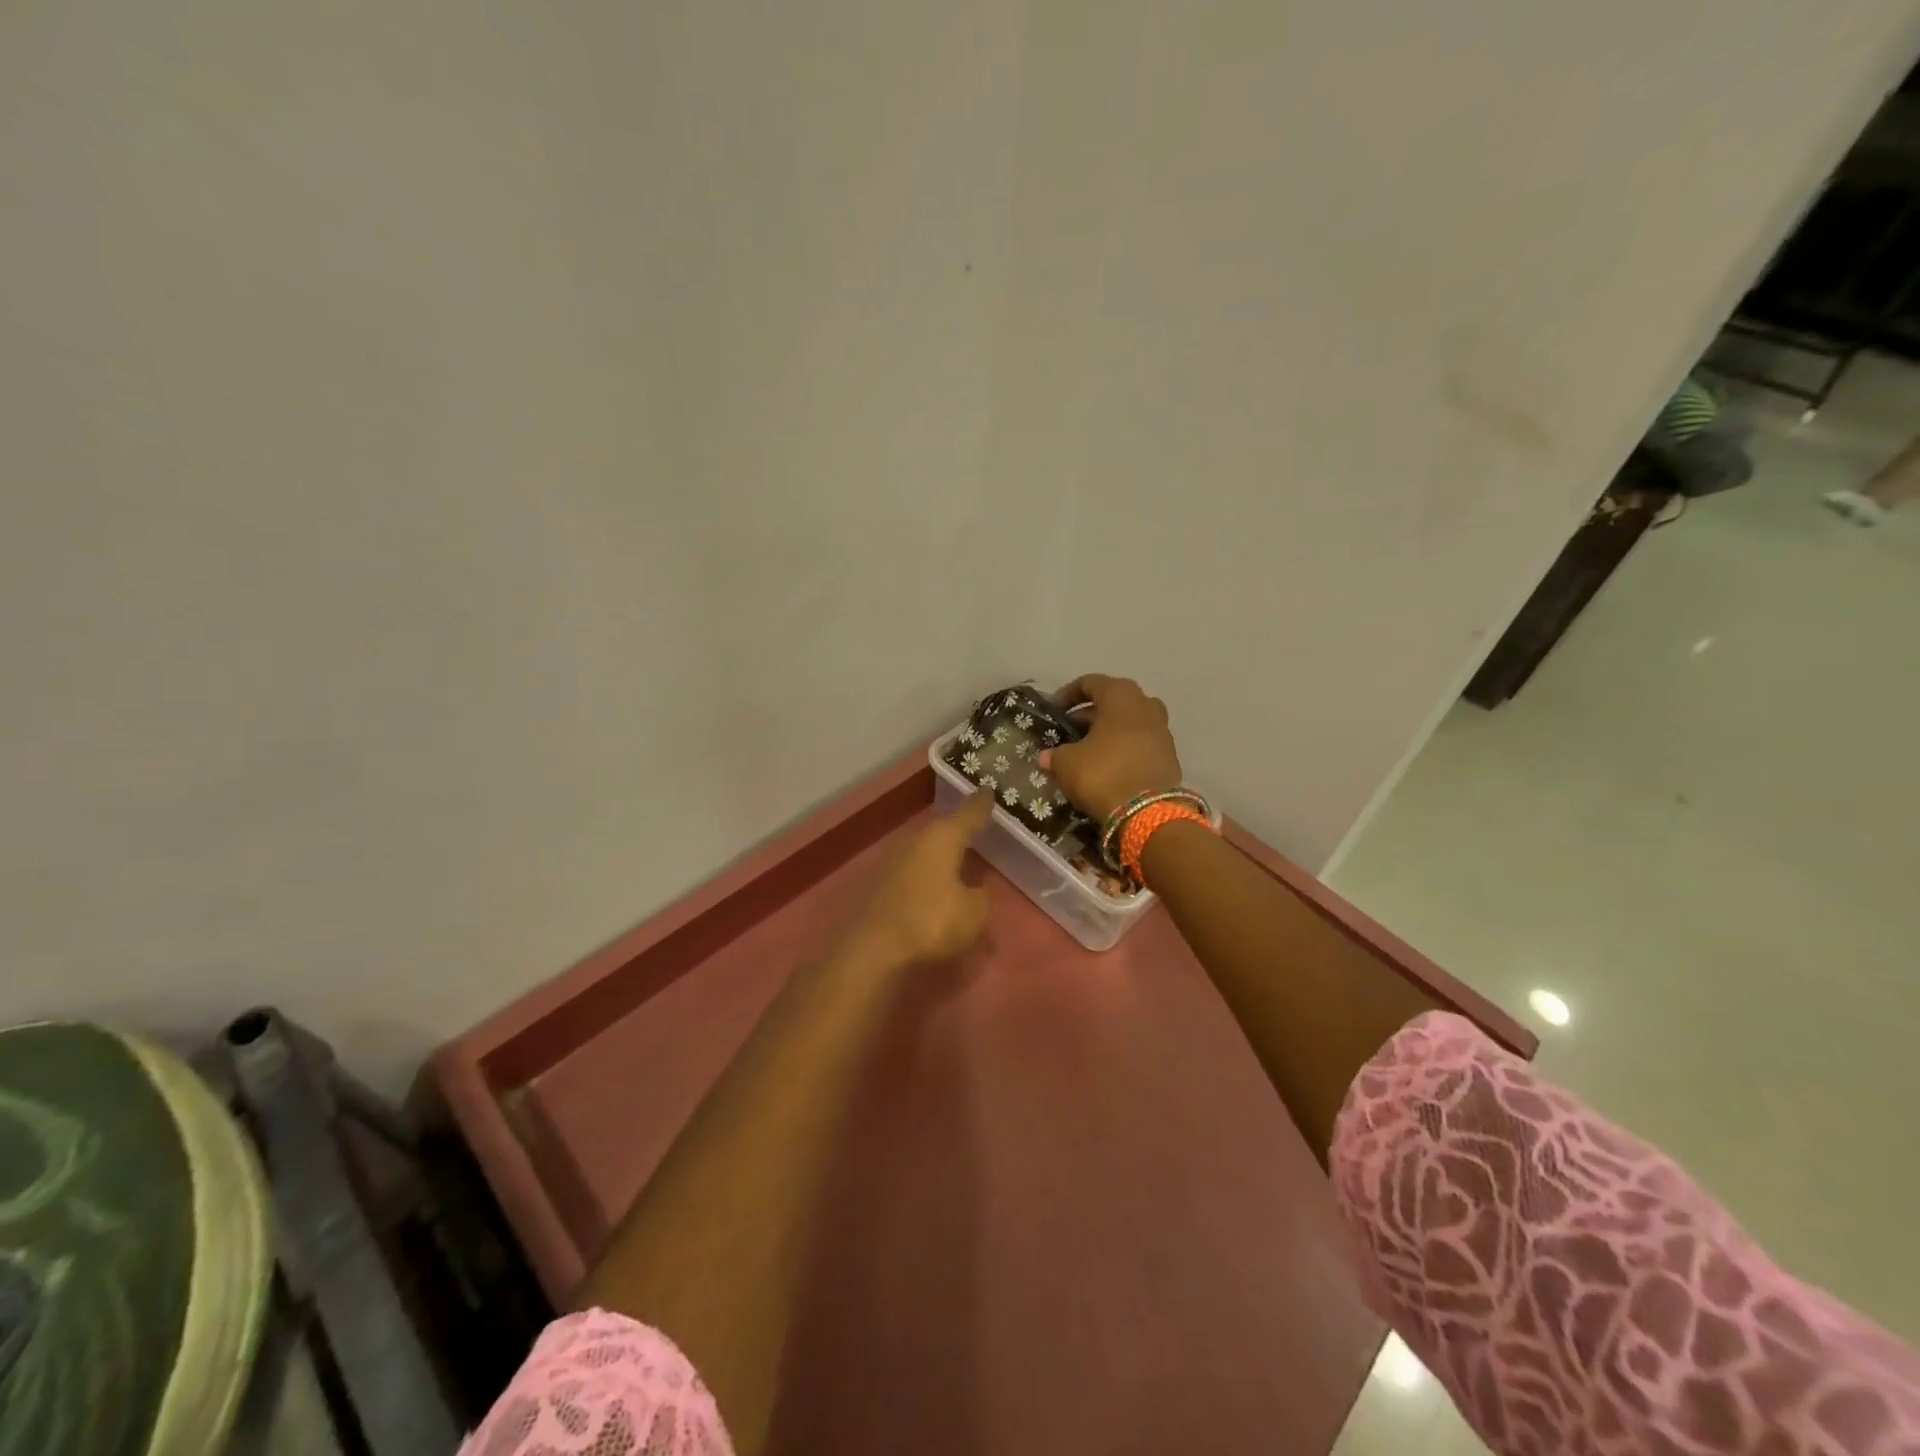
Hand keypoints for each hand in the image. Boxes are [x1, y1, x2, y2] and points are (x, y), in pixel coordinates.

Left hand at [845, 791, 992, 969]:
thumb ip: (979, 896)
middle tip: (974, 838)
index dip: (981, 805)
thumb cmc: (931, 922)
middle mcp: (914, 840)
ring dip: (937, 862)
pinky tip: (929, 895)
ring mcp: (890, 861)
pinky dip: (922, 881)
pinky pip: (909, 876)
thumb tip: (974, 889)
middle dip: (956, 837)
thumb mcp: (974, 913)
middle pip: (941, 833)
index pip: (968, 814)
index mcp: (942, 838)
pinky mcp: (876, 885)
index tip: (988, 791)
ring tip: (954, 870)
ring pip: (923, 854)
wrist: (872, 950)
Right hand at [1040, 674, 1183, 821]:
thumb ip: (1055, 755)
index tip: (1054, 711)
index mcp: (1120, 696)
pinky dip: (1123, 748)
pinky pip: (1140, 743)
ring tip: (1087, 750)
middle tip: (1069, 731)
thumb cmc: (1103, 774)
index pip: (1091, 683)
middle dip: (1089, 715)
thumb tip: (1047, 757)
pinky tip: (1107, 766)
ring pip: (1129, 722)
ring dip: (1108, 732)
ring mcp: (1162, 730)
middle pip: (1113, 701)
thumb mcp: (1067, 763)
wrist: (1148, 813)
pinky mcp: (1169, 755)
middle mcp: (1146, 705)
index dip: (1068, 695)